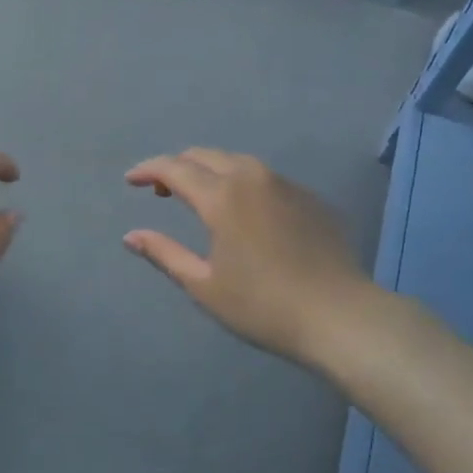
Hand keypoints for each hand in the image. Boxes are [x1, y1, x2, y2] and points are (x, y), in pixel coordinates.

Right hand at [124, 149, 393, 369]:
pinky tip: (243, 212)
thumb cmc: (264, 306)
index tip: (131, 181)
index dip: (148, 170)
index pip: (174, 168)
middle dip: (177, 166)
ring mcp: (285, 184)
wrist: (341, 317)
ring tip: (199, 197)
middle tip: (161, 191)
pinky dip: (240, 183)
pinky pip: (264, 177)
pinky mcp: (309, 197)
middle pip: (204, 156)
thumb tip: (131, 236)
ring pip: (236, 162)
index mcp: (222, 196)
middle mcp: (252, 178)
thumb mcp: (204, 286)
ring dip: (209, 171)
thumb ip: (164, 253)